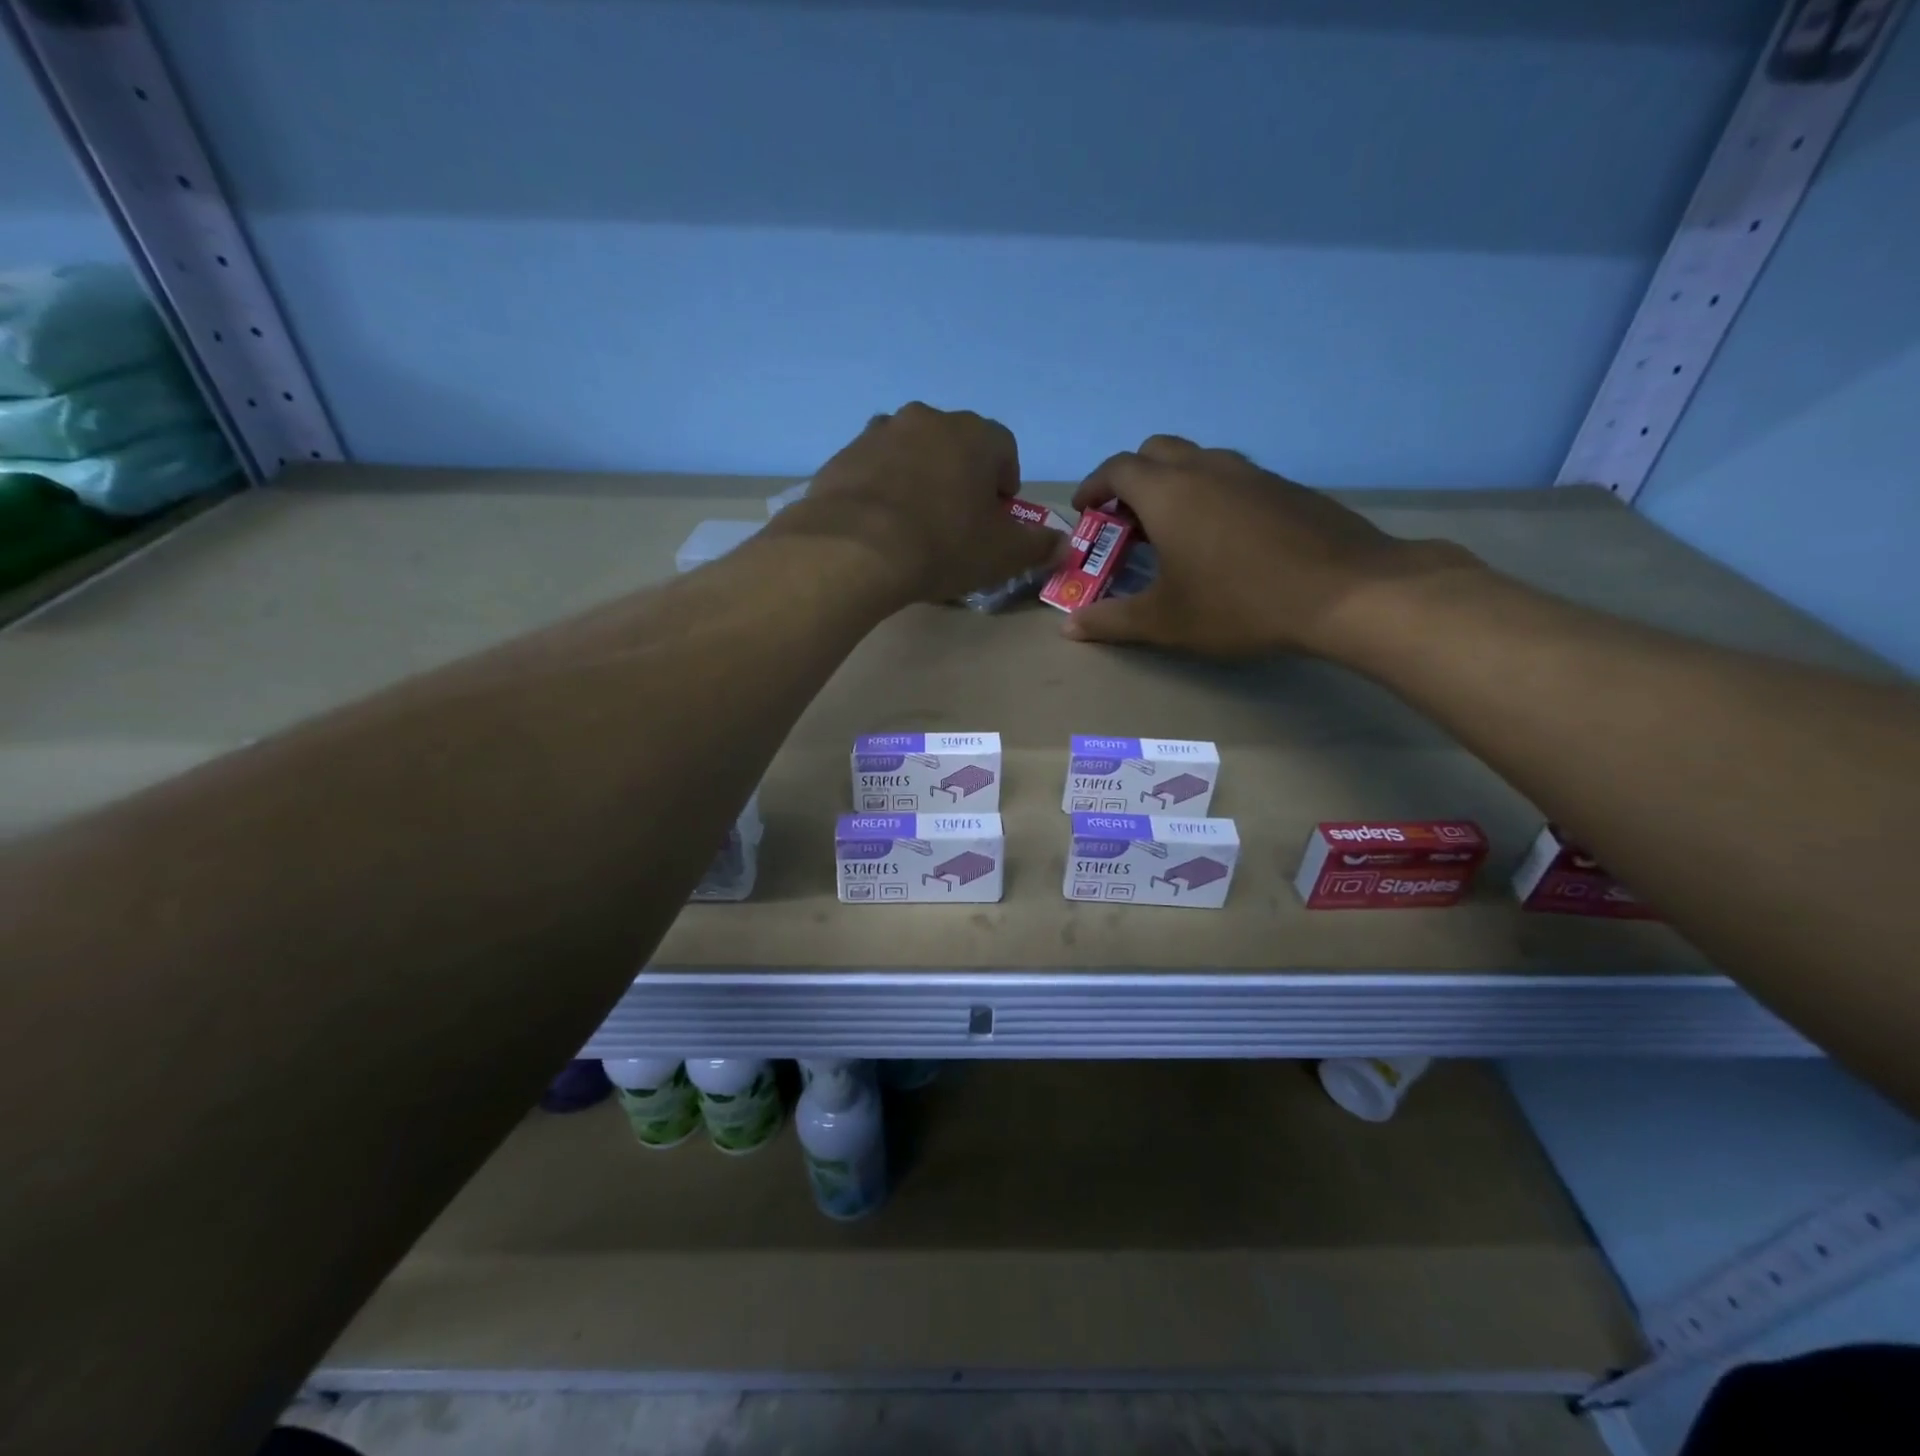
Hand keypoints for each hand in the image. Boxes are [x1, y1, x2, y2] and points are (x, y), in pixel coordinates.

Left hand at [770, 403, 1062, 608]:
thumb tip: (1062, 545)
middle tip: (957, 520)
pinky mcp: (842, 456)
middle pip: (954, 445)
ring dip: (918, 478)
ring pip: (910, 452)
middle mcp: (926, 420)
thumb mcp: (1001, 554)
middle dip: (961, 476)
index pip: (1004, 448)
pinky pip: (873, 470)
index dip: (1005, 482)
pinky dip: (881, 489)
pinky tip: (879, 526)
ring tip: (914, 523)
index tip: (997, 515)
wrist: (855, 550)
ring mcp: (878, 433)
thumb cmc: (942, 545)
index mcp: (973, 435)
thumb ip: (1037, 546)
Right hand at [1061, 435, 1475, 657]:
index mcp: (1168, 492)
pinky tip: (1224, 539)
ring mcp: (1251, 473)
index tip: (1085, 510)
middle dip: (1132, 477)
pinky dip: (1212, 494)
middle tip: (1127, 519)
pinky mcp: (1286, 487)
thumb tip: (1068, 626)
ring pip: (1199, 459)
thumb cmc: (1239, 604)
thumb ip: (1112, 620)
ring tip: (1173, 529)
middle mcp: (1207, 468)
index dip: (1093, 486)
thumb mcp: (1165, 621)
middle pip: (1156, 451)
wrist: (1345, 591)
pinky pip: (1234, 477)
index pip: (1116, 468)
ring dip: (1174, 483)